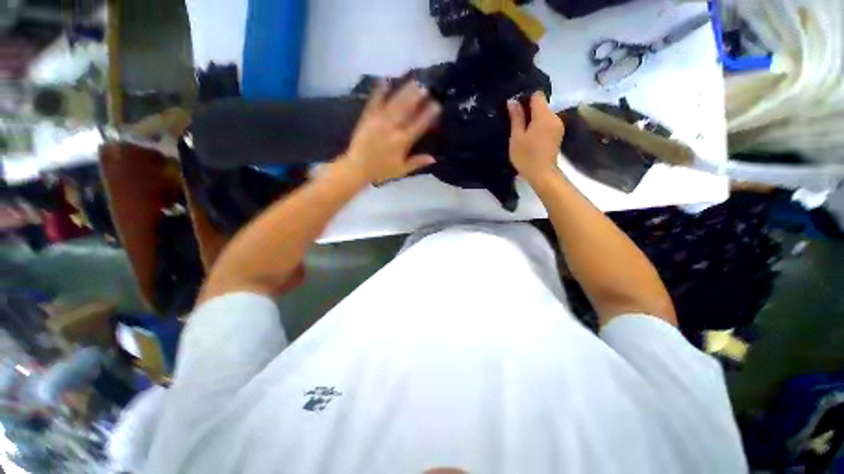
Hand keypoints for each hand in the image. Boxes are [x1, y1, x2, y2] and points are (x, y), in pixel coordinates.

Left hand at [341, 81, 440, 184]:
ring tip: (413, 81)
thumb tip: (434, 158)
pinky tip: (385, 80)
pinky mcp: (367, 117)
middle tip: (426, 86)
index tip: (437, 104)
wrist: (357, 167)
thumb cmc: (381, 170)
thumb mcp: (402, 170)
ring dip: (404, 91)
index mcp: (402, 141)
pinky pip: (374, 102)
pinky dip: (379, 91)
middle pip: (407, 109)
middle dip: (417, 97)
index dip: (428, 114)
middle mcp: (392, 128)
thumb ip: (417, 162)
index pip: (419, 125)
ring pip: (394, 103)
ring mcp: (379, 121)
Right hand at [507, 92, 564, 182]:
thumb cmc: (526, 156)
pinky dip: (539, 126)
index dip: (526, 99)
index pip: (537, 95)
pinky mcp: (558, 134)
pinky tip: (531, 137)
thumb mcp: (517, 137)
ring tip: (522, 132)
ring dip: (534, 119)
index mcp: (544, 116)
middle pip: (541, 105)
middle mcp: (554, 117)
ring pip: (544, 115)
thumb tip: (512, 101)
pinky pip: (547, 123)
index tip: (516, 110)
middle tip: (516, 124)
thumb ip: (516, 118)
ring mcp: (558, 126)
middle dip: (529, 110)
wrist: (542, 174)